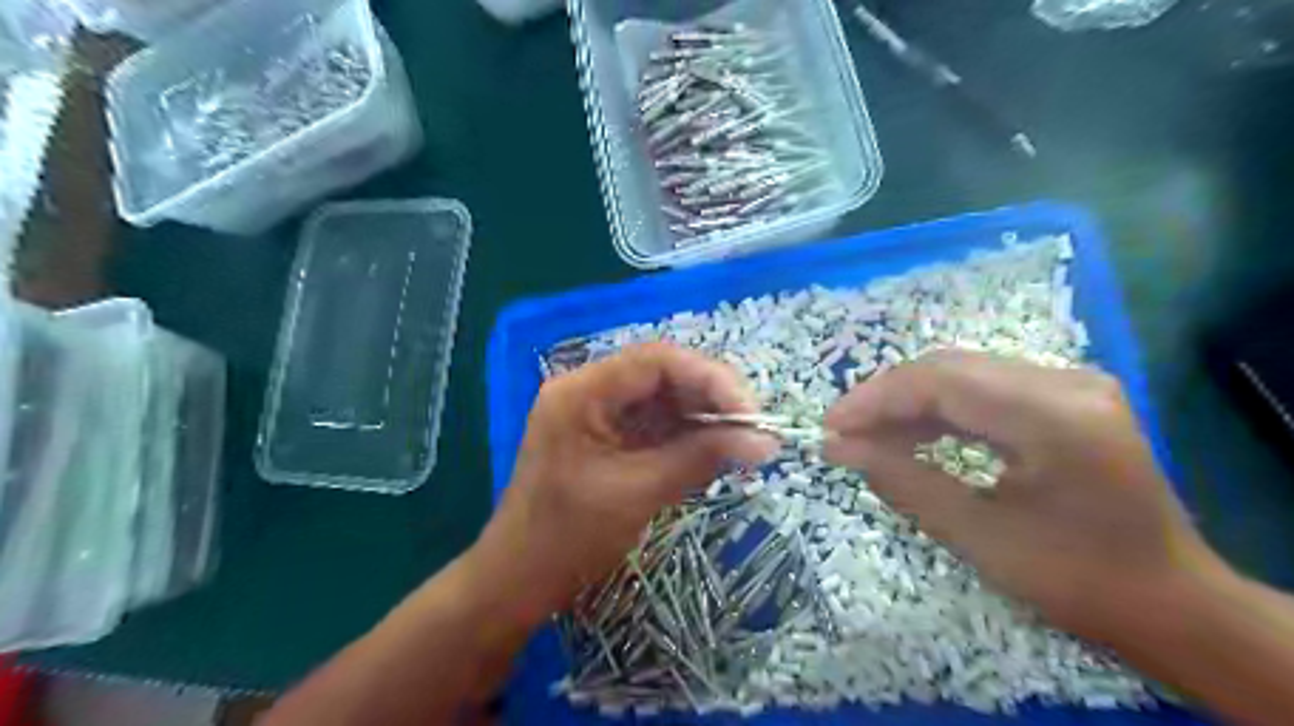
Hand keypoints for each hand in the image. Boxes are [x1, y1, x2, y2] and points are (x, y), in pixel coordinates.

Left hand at [475, 343, 776, 626]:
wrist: (518, 580)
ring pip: (665, 398)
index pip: (657, 360)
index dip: (711, 379)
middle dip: (713, 399)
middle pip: (664, 374)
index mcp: (583, 391)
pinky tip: (715, 454)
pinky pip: (657, 423)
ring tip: (742, 445)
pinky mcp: (610, 435)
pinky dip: (688, 436)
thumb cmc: (567, 538)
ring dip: (705, 419)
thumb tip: (765, 442)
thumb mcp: (638, 492)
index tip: (751, 414)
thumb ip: (700, 458)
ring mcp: (599, 412)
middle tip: (754, 430)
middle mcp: (590, 389)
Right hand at [822, 350, 1220, 641]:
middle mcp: (1066, 380)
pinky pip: (983, 388)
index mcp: (1054, 416)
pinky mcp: (1064, 395)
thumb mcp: (977, 536)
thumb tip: (838, 448)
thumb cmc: (1076, 581)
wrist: (1171, 602)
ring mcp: (1070, 382)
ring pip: (961, 372)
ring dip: (908, 402)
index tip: (829, 428)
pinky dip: (939, 409)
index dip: (875, 400)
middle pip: (948, 367)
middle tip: (842, 433)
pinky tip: (910, 433)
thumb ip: (902, 481)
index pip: (940, 381)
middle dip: (886, 398)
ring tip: (867, 435)